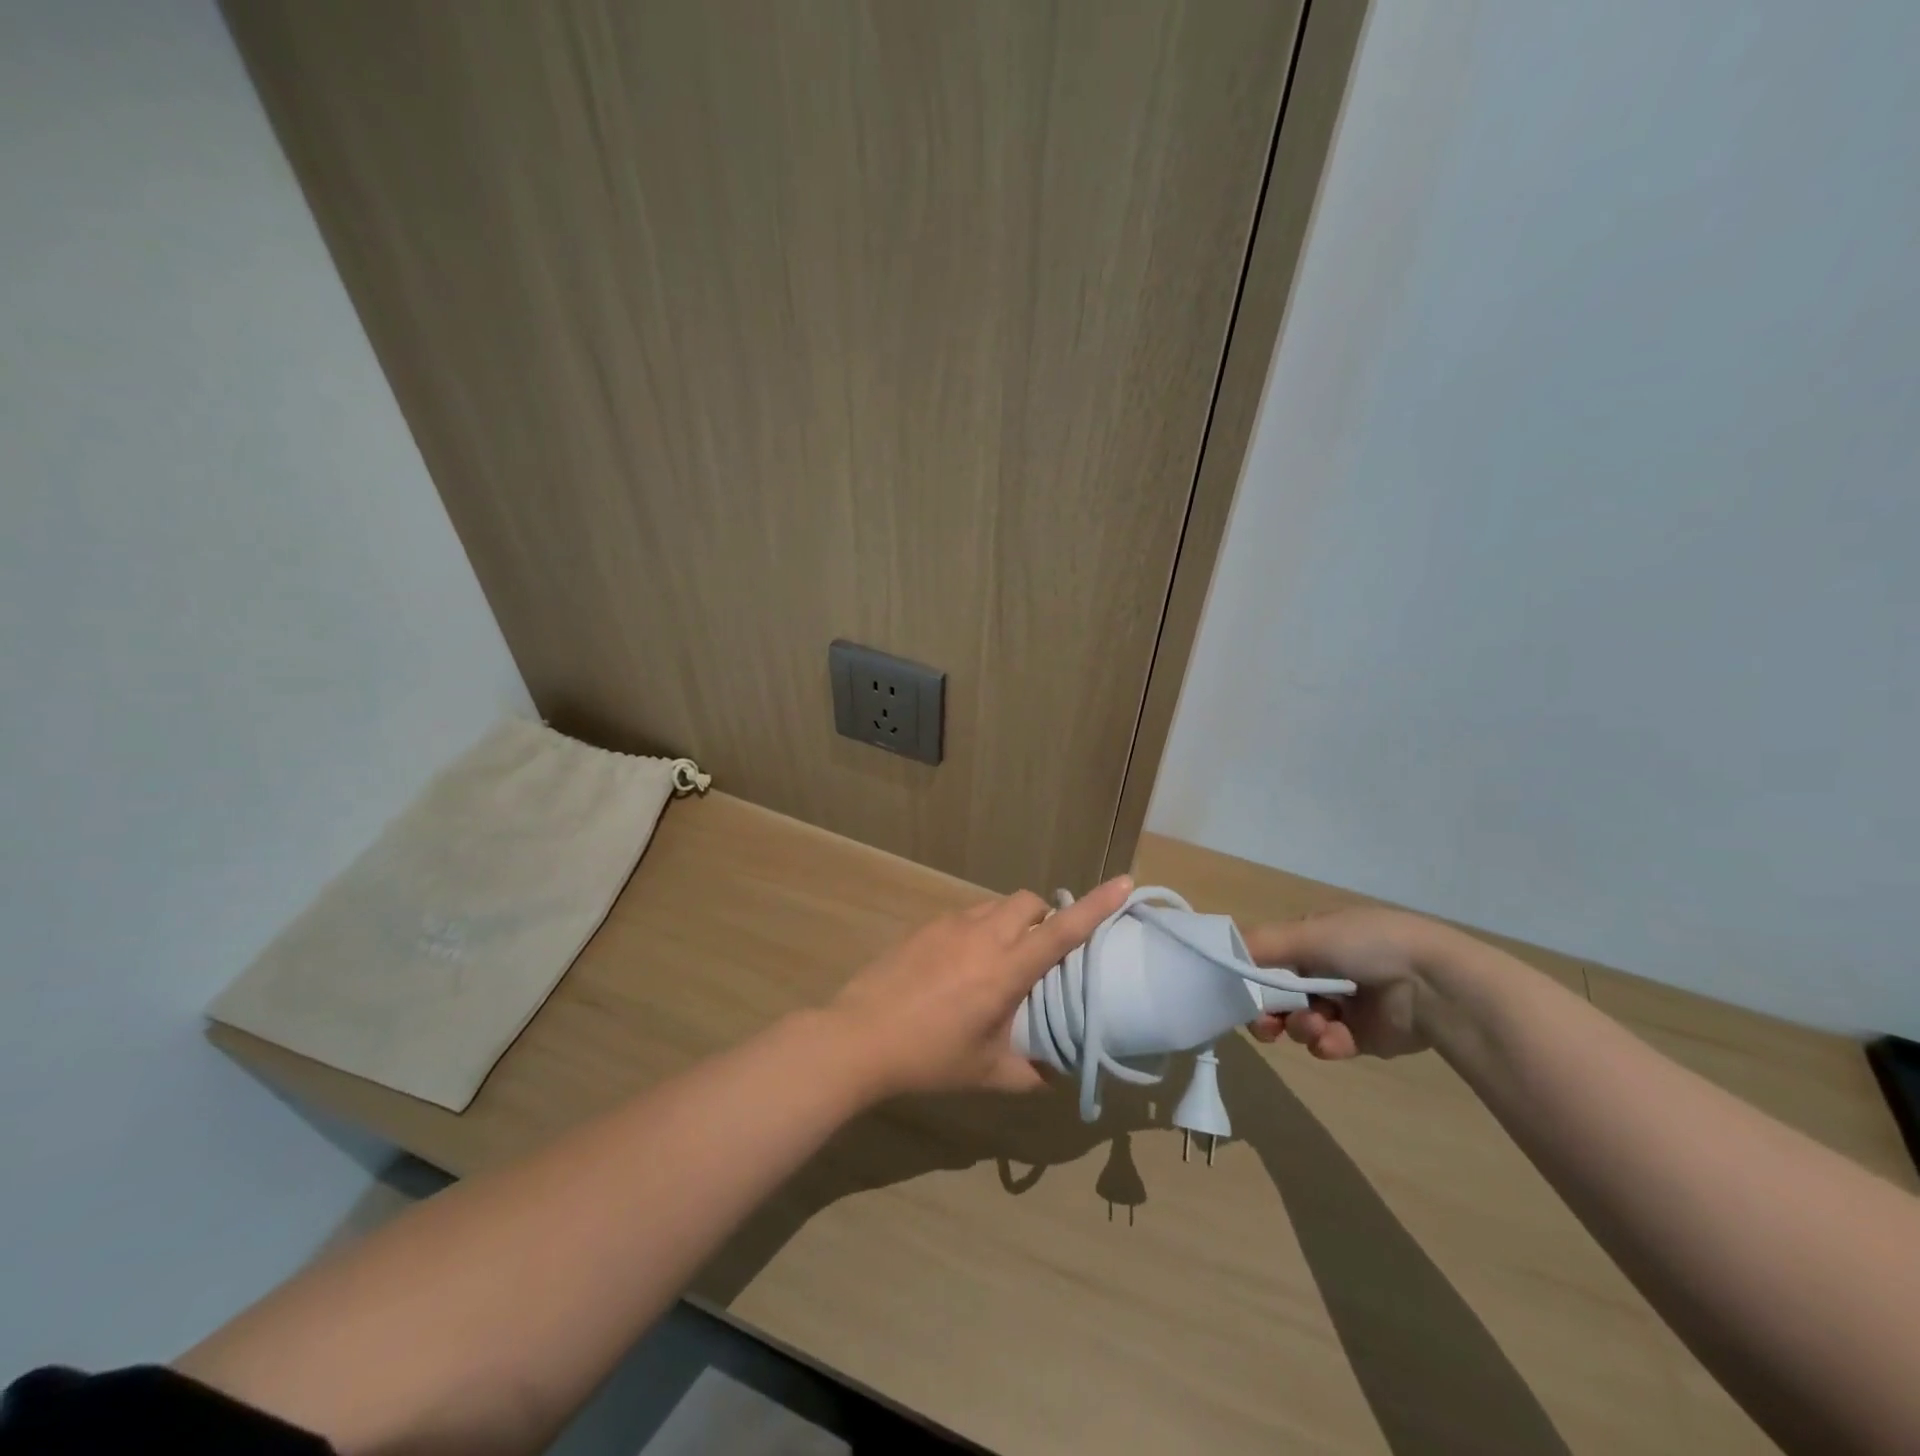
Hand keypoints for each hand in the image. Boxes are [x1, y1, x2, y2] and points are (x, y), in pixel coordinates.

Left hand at [827, 876, 1133, 1096]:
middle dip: (1046, 915)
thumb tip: (1057, 1075)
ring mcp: (951, 925)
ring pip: (997, 904)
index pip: (1062, 931)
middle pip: (1030, 902)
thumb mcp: (986, 1073)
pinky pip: (968, 914)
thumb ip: (1029, 1073)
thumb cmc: (928, 1057)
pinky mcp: (926, 926)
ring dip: (1013, 920)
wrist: (859, 1037)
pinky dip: (981, 927)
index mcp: (1005, 970)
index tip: (1124, 882)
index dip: (1096, 906)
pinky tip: (963, 962)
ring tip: (1002, 957)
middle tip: (1042, 951)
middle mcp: (983, 936)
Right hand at [1243, 907, 1454, 1059]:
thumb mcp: (1307, 934)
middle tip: (1264, 1024)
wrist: (1433, 984)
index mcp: (1311, 939)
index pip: (1265, 960)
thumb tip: (1216, 951)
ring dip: (1298, 1026)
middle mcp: (1322, 969)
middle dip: (1267, 1010)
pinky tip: (1332, 1039)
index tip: (1236, 993)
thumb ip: (1259, 945)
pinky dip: (1324, 1042)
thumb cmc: (1366, 945)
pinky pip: (1326, 1043)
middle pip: (1276, 995)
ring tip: (1312, 1026)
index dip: (1249, 977)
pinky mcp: (1359, 1037)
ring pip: (1298, 1021)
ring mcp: (1341, 1004)